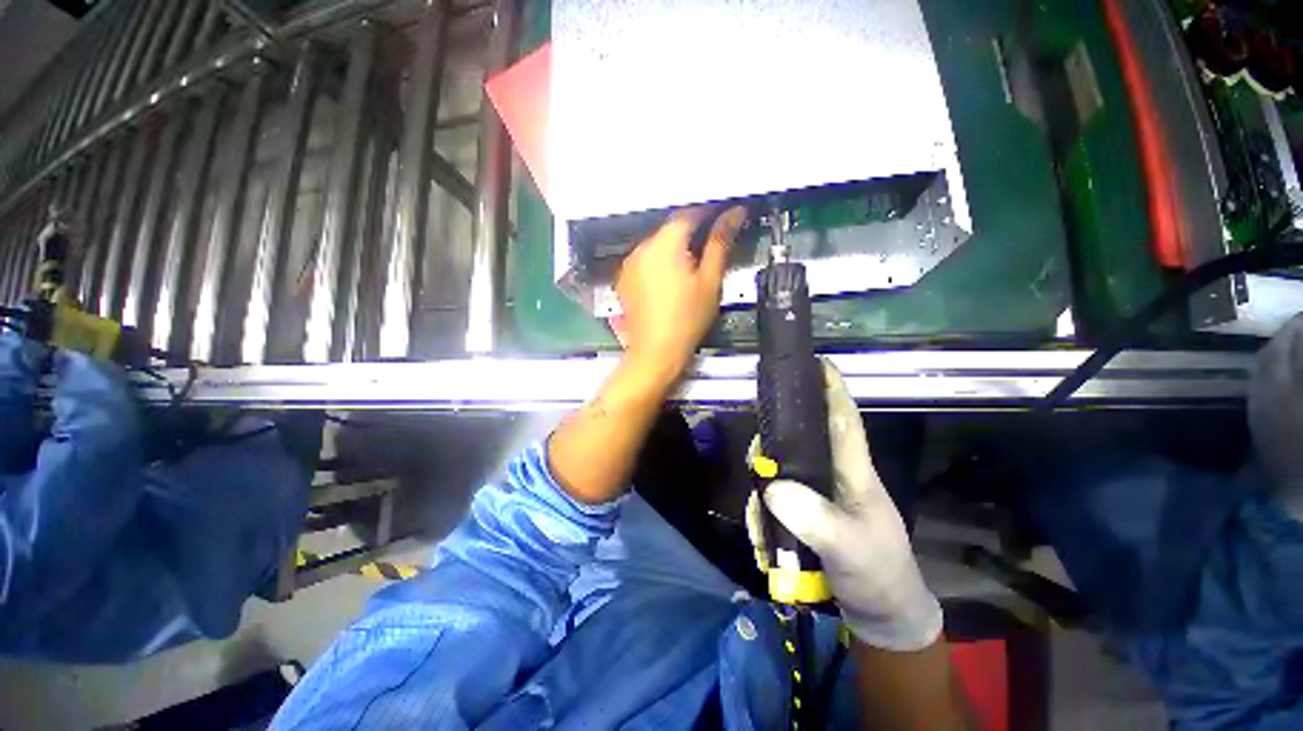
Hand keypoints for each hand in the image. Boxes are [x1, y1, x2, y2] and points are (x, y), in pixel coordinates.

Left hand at [615, 206, 745, 380]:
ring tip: (690, 268)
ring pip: (656, 245)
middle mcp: (641, 249)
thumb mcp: (710, 280)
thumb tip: (734, 214)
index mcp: (664, 245)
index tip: (722, 219)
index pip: (688, 214)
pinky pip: (644, 262)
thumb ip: (720, 243)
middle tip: (709, 248)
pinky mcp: (624, 280)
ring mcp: (629, 265)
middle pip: (669, 229)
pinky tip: (669, 281)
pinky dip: (658, 263)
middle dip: (690, 233)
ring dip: (673, 248)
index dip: (707, 213)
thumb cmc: (687, 320)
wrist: (656, 352)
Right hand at [748, 359, 941, 650]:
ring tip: (759, 527)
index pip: (844, 421)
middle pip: (798, 440)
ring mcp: (817, 494)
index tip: (818, 362)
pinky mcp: (805, 512)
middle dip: (773, 443)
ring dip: (762, 494)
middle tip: (757, 461)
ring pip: (780, 472)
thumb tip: (772, 487)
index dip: (833, 390)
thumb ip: (815, 519)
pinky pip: (775, 501)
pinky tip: (763, 544)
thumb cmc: (877, 573)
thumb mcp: (850, 548)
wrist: (881, 614)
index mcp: (854, 472)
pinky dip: (764, 518)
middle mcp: (833, 475)